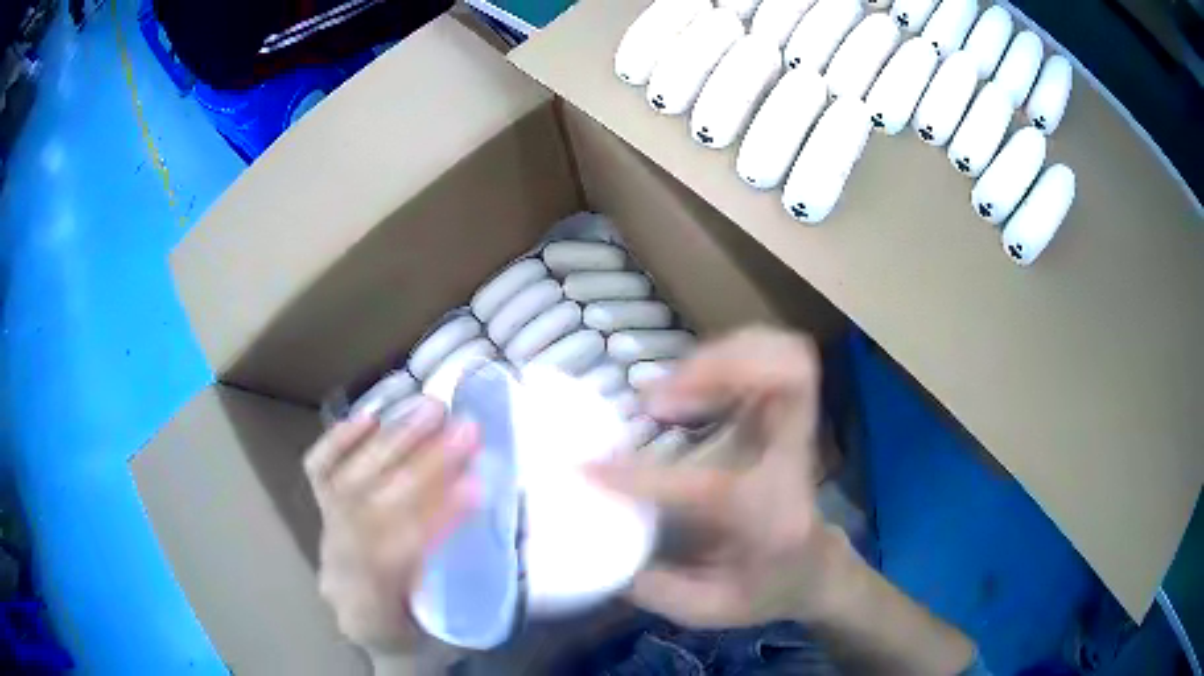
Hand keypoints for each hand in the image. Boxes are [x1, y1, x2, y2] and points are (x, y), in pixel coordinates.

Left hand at [303, 398, 478, 650]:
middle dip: (419, 465)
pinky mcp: (321, 513)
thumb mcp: (442, 629)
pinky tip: (371, 416)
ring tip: (432, 408)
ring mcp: (325, 535)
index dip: (436, 518)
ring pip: (349, 482)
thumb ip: (455, 584)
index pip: (397, 555)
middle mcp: (339, 568)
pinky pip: (319, 472)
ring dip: (393, 441)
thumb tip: (486, 519)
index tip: (477, 486)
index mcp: (370, 609)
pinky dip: (339, 441)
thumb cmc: (415, 635)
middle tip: (464, 429)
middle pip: (371, 509)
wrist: (370, 633)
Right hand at [589, 326, 853, 628]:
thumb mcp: (706, 610)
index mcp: (774, 519)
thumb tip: (588, 546)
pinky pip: (768, 356)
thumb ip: (650, 587)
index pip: (715, 487)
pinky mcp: (783, 413)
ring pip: (782, 356)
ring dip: (717, 358)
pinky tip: (686, 381)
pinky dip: (724, 354)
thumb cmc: (763, 590)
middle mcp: (793, 463)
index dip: (645, 477)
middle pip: (790, 379)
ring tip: (665, 392)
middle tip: (656, 401)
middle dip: (719, 370)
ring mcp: (794, 429)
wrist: (815, 568)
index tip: (589, 469)